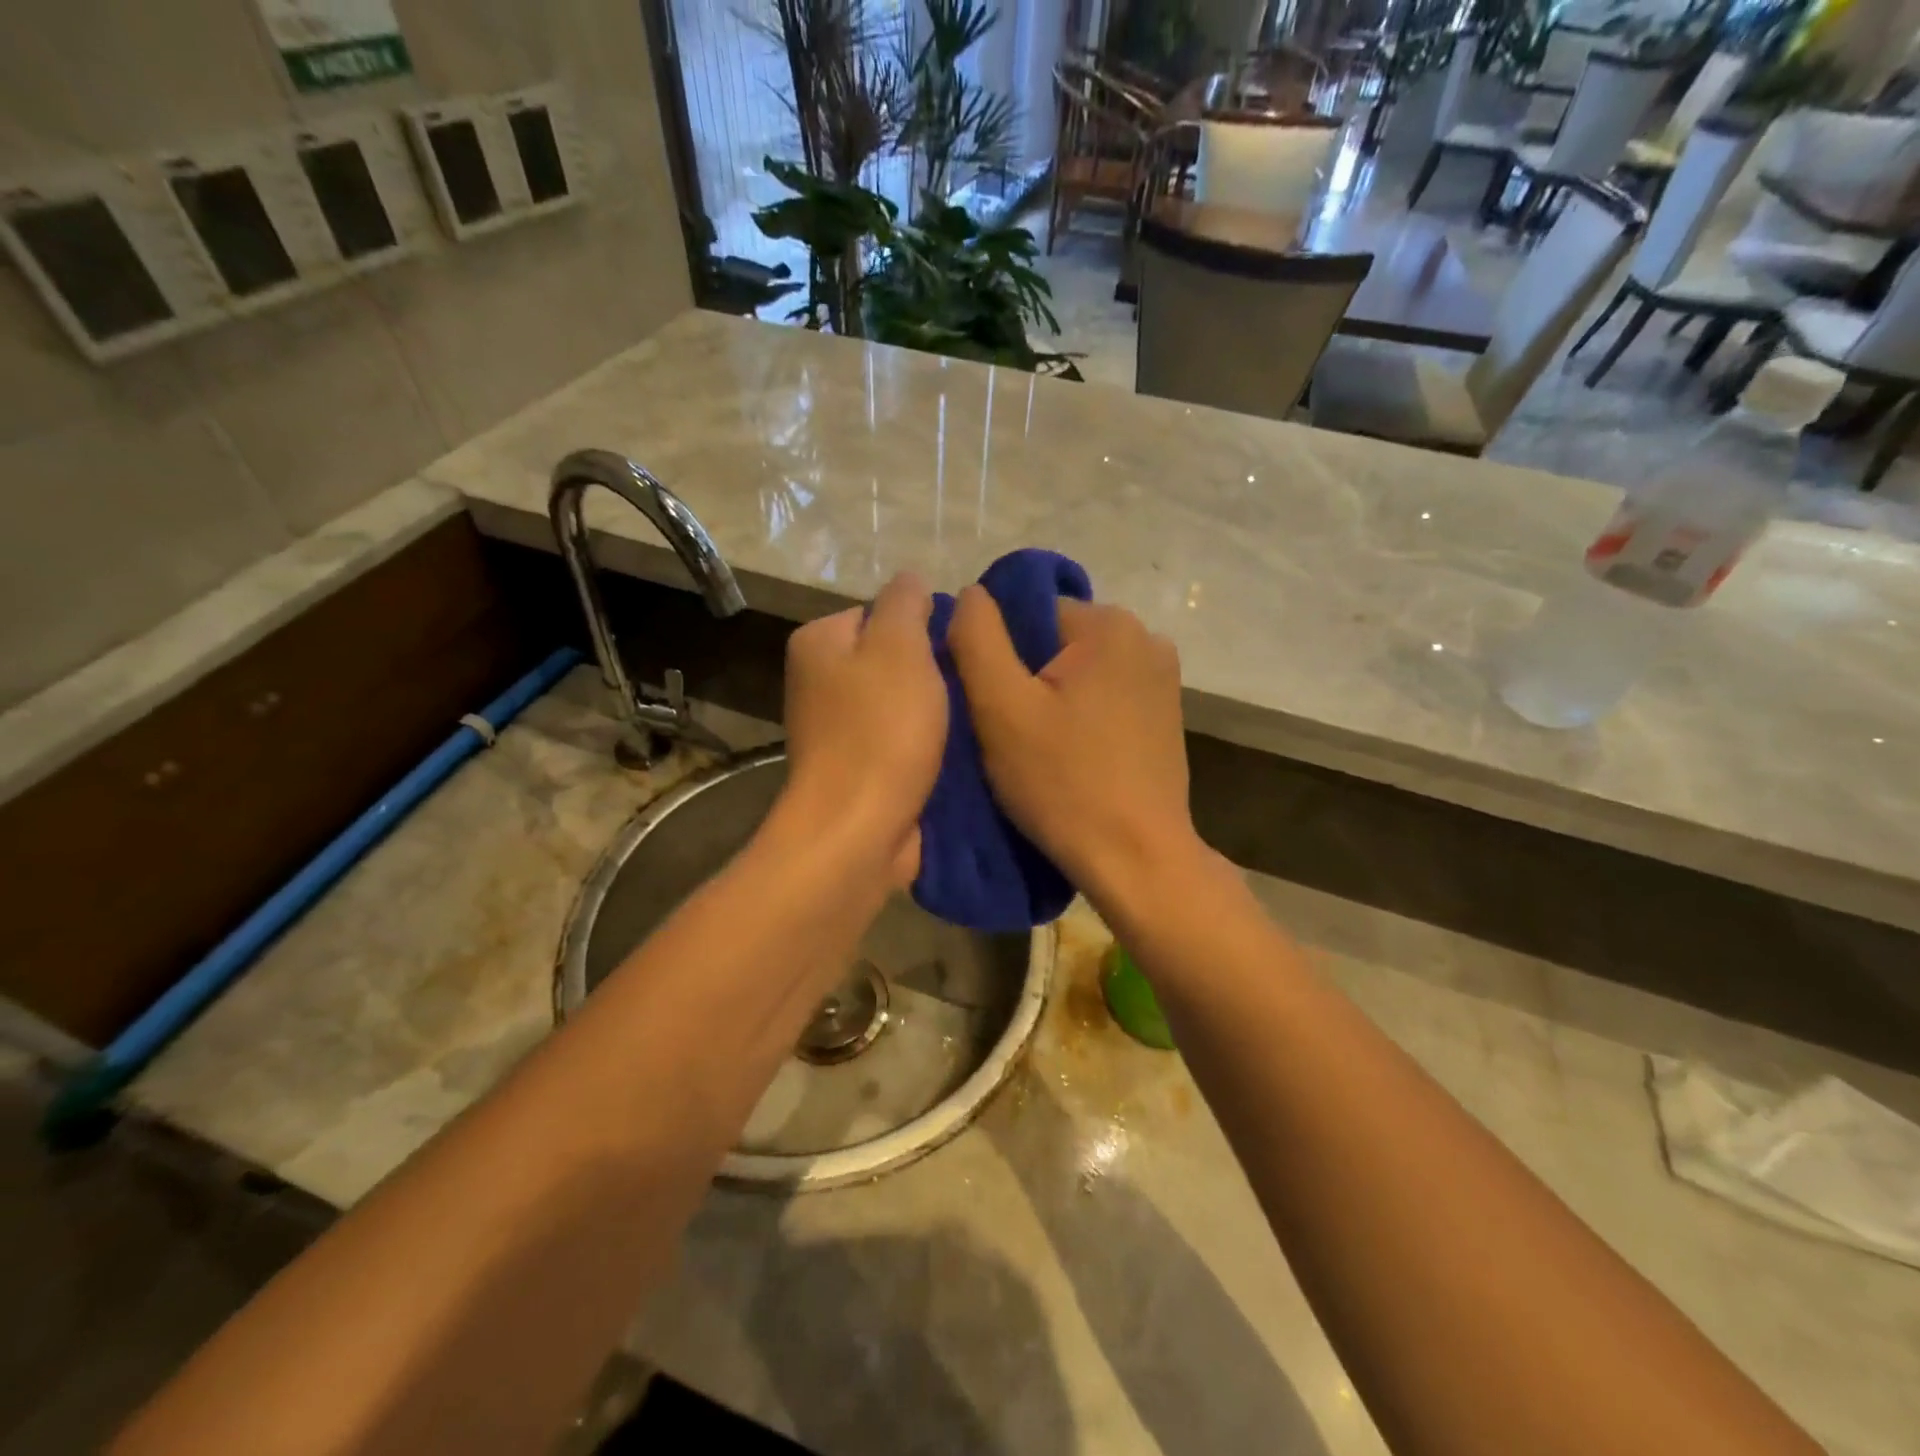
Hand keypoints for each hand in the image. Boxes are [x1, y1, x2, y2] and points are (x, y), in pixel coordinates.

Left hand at [776, 572, 947, 885]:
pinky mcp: (855, 768)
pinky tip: (951, 752)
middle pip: (890, 659)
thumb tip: (910, 580)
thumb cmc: (881, 730)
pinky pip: (898, 740)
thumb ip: (906, 602)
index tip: (953, 652)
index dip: (922, 627)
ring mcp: (834, 729)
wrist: (858, 829)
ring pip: (898, 702)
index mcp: (819, 642)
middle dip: (929, 672)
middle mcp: (817, 681)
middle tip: (965, 687)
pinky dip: (922, 745)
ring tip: (965, 720)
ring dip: (932, 711)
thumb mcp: (900, 647)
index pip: (879, 611)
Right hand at [948, 588, 1197, 904]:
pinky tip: (1070, 756)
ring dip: (1051, 699)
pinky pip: (1104, 696)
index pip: (1028, 613)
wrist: (1138, 859)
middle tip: (1006, 733)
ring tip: (1035, 749)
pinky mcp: (1165, 714)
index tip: (988, 706)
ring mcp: (1162, 677)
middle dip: (1025, 677)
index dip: (997, 655)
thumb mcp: (1001, 708)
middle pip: (1055, 640)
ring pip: (1078, 671)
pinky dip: (1080, 716)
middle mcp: (1146, 637)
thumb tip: (971, 593)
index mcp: (1109, 624)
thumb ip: (976, 638)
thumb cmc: (1064, 783)